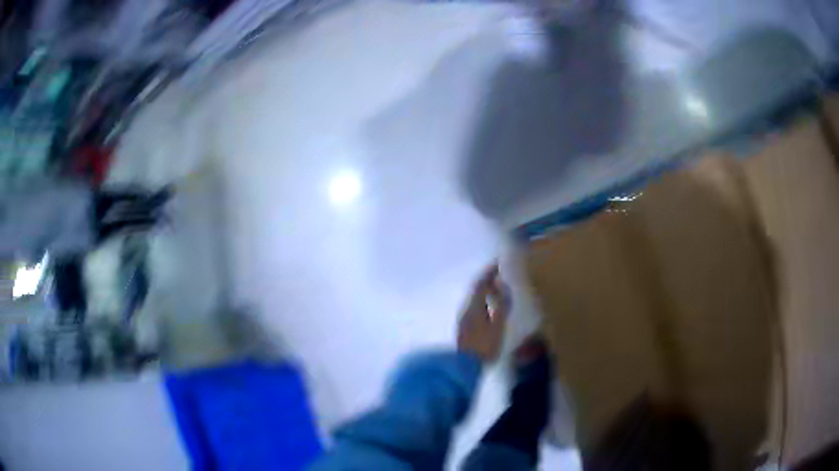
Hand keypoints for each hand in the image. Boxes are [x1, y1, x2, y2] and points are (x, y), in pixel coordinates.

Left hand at [457, 264, 509, 362]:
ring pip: (474, 300)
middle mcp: (466, 310)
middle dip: (487, 281)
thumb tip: (502, 286)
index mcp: (474, 307)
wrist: (464, 367)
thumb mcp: (497, 326)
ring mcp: (463, 320)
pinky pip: (474, 308)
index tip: (498, 263)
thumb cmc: (484, 346)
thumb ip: (501, 306)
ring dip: (484, 292)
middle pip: (476, 291)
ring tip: (496, 290)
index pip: (481, 284)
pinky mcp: (464, 329)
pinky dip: (482, 302)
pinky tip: (488, 309)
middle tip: (498, 275)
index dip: (489, 272)